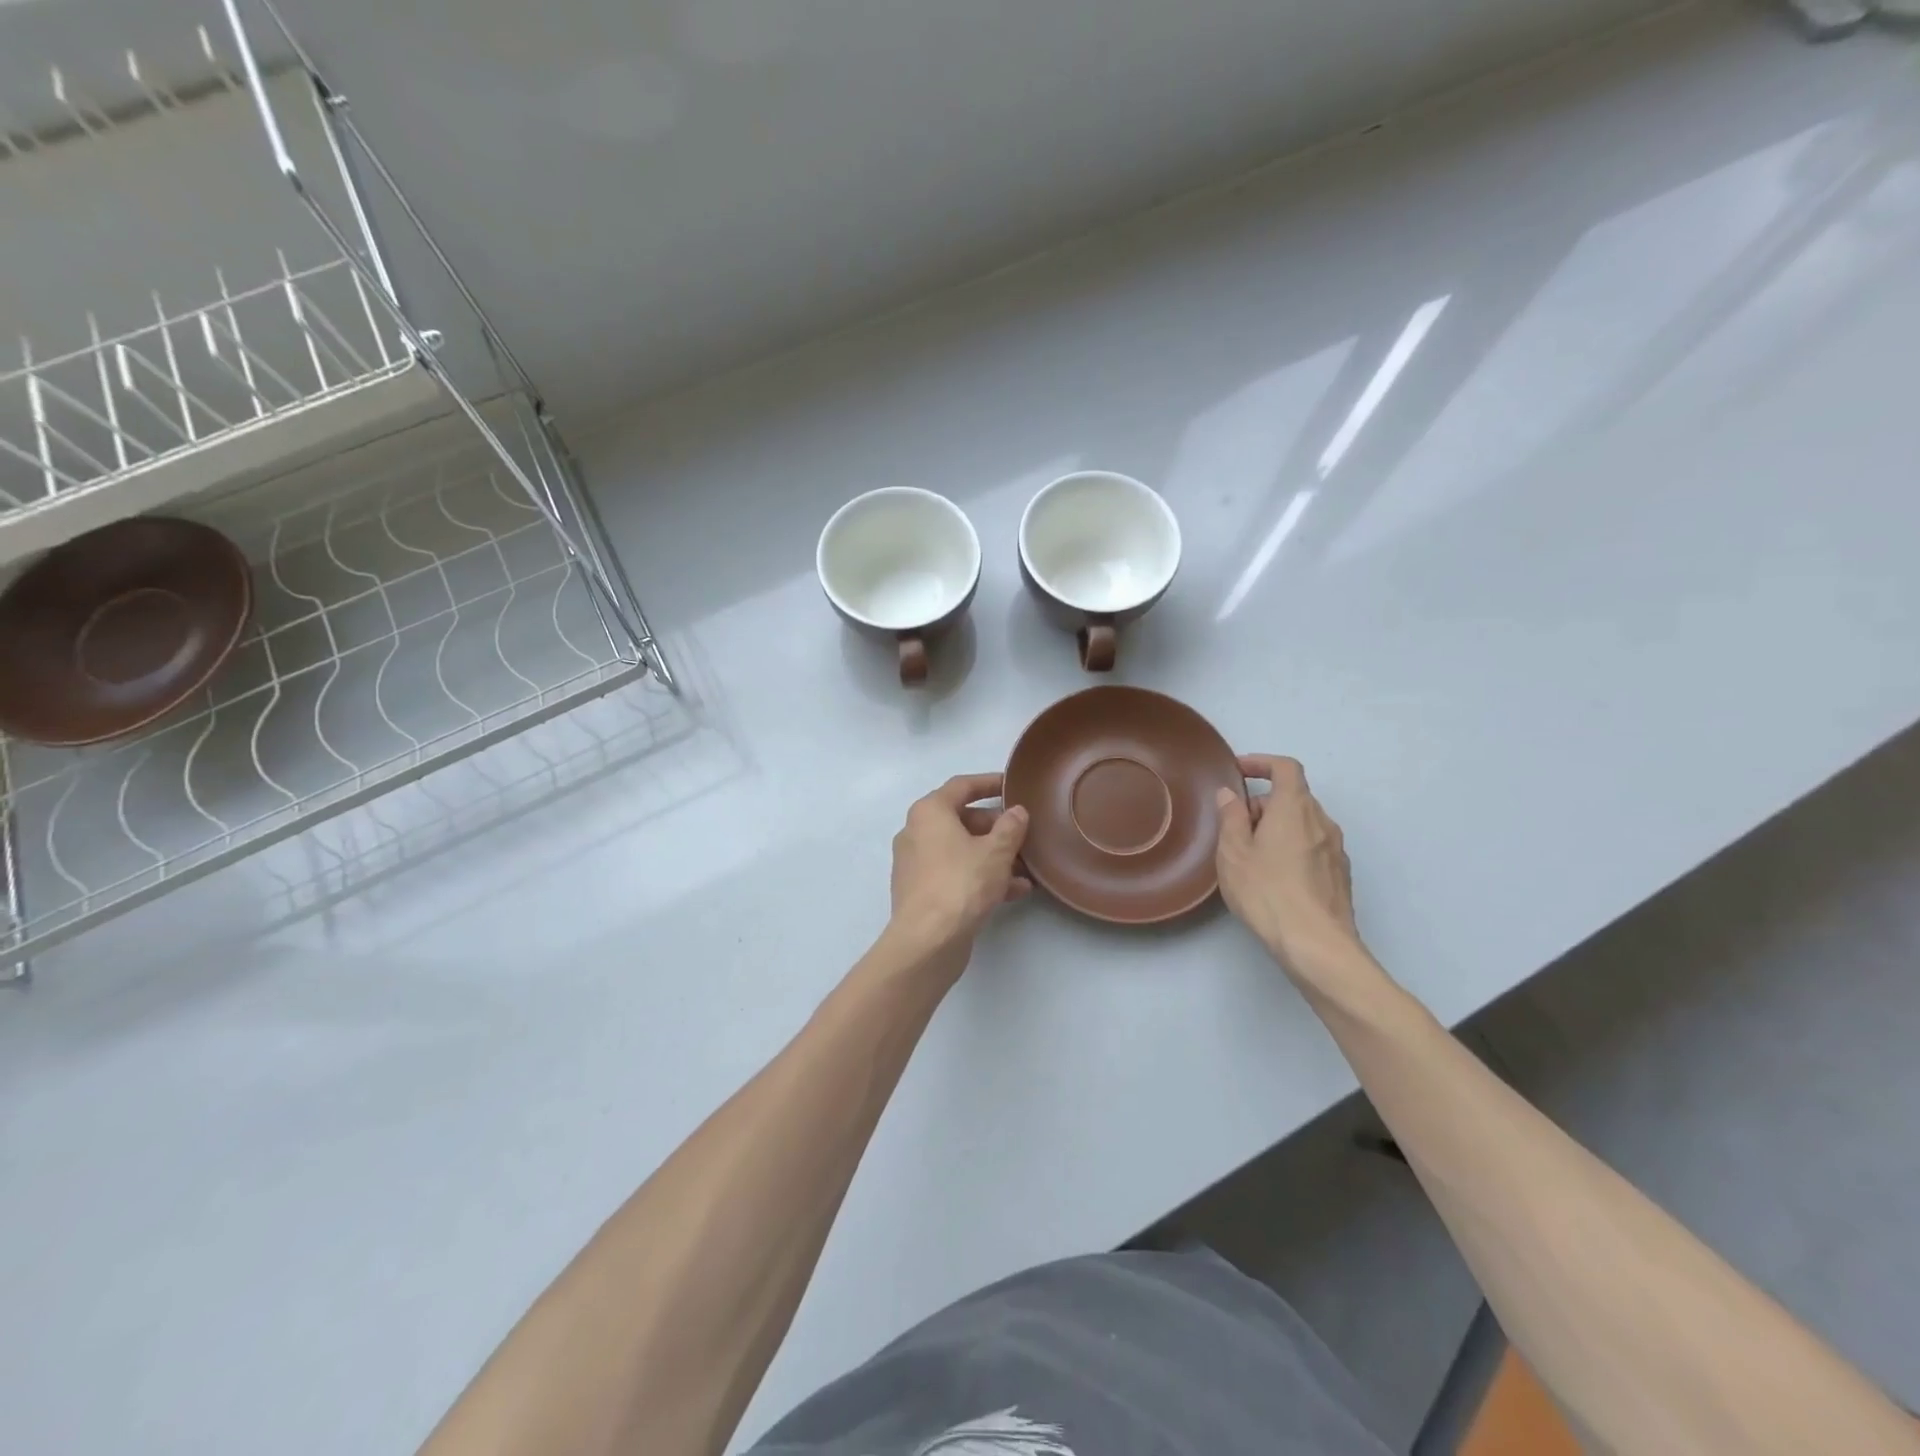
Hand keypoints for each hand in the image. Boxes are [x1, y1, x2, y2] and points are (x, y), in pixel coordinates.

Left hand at [886, 773, 1030, 973]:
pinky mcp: (920, 891)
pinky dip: (981, 876)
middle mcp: (916, 832)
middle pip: (962, 819)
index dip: (990, 782)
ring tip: (1026, 868)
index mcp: (929, 812)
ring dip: (993, 856)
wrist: (927, 941)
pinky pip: (955, 873)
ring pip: (961, 850)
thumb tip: (1016, 812)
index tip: (1013, 785)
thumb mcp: (996, 852)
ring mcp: (916, 863)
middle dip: (996, 828)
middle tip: (1025, 835)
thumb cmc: (961, 884)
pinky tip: (1014, 891)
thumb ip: (1010, 828)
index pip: (962, 786)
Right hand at [1215, 755, 1364, 980]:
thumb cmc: (1267, 892)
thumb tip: (1230, 794)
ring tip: (1252, 855)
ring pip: (1303, 823)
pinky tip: (1274, 877)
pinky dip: (1292, 847)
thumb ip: (1231, 817)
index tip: (1239, 771)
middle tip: (1235, 827)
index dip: (1262, 763)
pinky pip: (1313, 846)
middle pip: (1293, 797)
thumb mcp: (1233, 853)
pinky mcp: (1340, 875)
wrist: (1317, 945)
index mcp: (1295, 808)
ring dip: (1278, 827)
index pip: (1286, 768)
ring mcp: (1336, 849)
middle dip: (1263, 804)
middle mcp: (1322, 821)